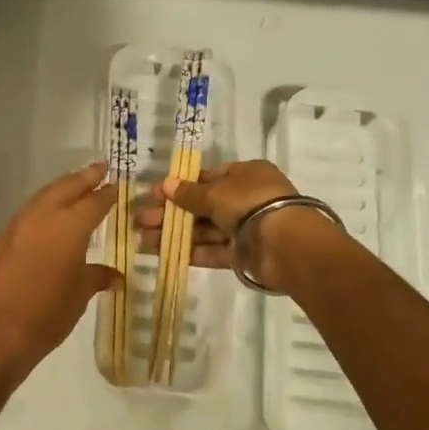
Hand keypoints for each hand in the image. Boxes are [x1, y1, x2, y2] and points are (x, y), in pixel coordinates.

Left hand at [0, 164, 119, 378]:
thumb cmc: (46, 315)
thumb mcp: (79, 296)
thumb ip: (97, 277)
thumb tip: (116, 276)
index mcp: (69, 226)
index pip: (94, 202)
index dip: (107, 193)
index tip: (117, 184)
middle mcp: (43, 216)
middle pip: (66, 187)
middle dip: (84, 177)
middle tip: (100, 168)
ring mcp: (17, 225)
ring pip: (43, 196)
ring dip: (61, 188)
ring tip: (75, 186)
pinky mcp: (0, 239)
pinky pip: (27, 213)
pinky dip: (42, 207)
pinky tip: (48, 217)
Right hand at [139, 160, 334, 293]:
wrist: (286, 244)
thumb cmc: (250, 203)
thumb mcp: (215, 192)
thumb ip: (189, 193)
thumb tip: (166, 185)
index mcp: (246, 175)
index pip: (209, 177)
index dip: (181, 185)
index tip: (156, 195)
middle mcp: (246, 198)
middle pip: (203, 205)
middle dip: (172, 213)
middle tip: (142, 220)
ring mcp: (245, 228)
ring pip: (204, 229)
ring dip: (175, 233)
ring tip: (144, 239)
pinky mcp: (243, 254)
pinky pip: (213, 250)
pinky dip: (191, 251)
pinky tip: (164, 253)